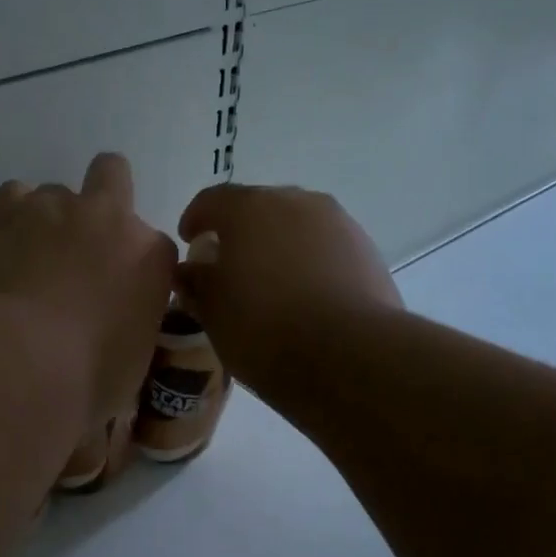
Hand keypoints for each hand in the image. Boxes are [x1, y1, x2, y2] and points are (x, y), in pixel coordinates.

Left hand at [0, 154, 176, 426]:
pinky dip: (11, 217)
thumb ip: (132, 327)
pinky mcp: (6, 213)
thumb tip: (115, 331)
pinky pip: (13, 195)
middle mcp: (110, 219)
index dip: (135, 269)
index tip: (119, 296)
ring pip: (57, 191)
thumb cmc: (87, 378)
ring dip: (51, 218)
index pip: (154, 248)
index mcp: (151, 257)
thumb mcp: (133, 362)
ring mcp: (56, 208)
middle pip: (113, 174)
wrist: (18, 362)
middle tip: (84, 245)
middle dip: (103, 198)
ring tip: (32, 258)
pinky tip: (5, 248)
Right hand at [175, 184, 402, 396]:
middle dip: (239, 231)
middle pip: (257, 207)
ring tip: (269, 281)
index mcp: (248, 207)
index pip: (211, 200)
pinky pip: (324, 247)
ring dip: (277, 244)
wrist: (350, 356)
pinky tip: (304, 295)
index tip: (189, 243)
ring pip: (295, 225)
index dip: (195, 219)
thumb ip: (196, 283)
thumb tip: (189, 271)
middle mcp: (295, 201)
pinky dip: (308, 261)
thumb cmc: (264, 327)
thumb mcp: (213, 311)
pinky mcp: (366, 250)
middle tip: (228, 264)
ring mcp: (337, 223)